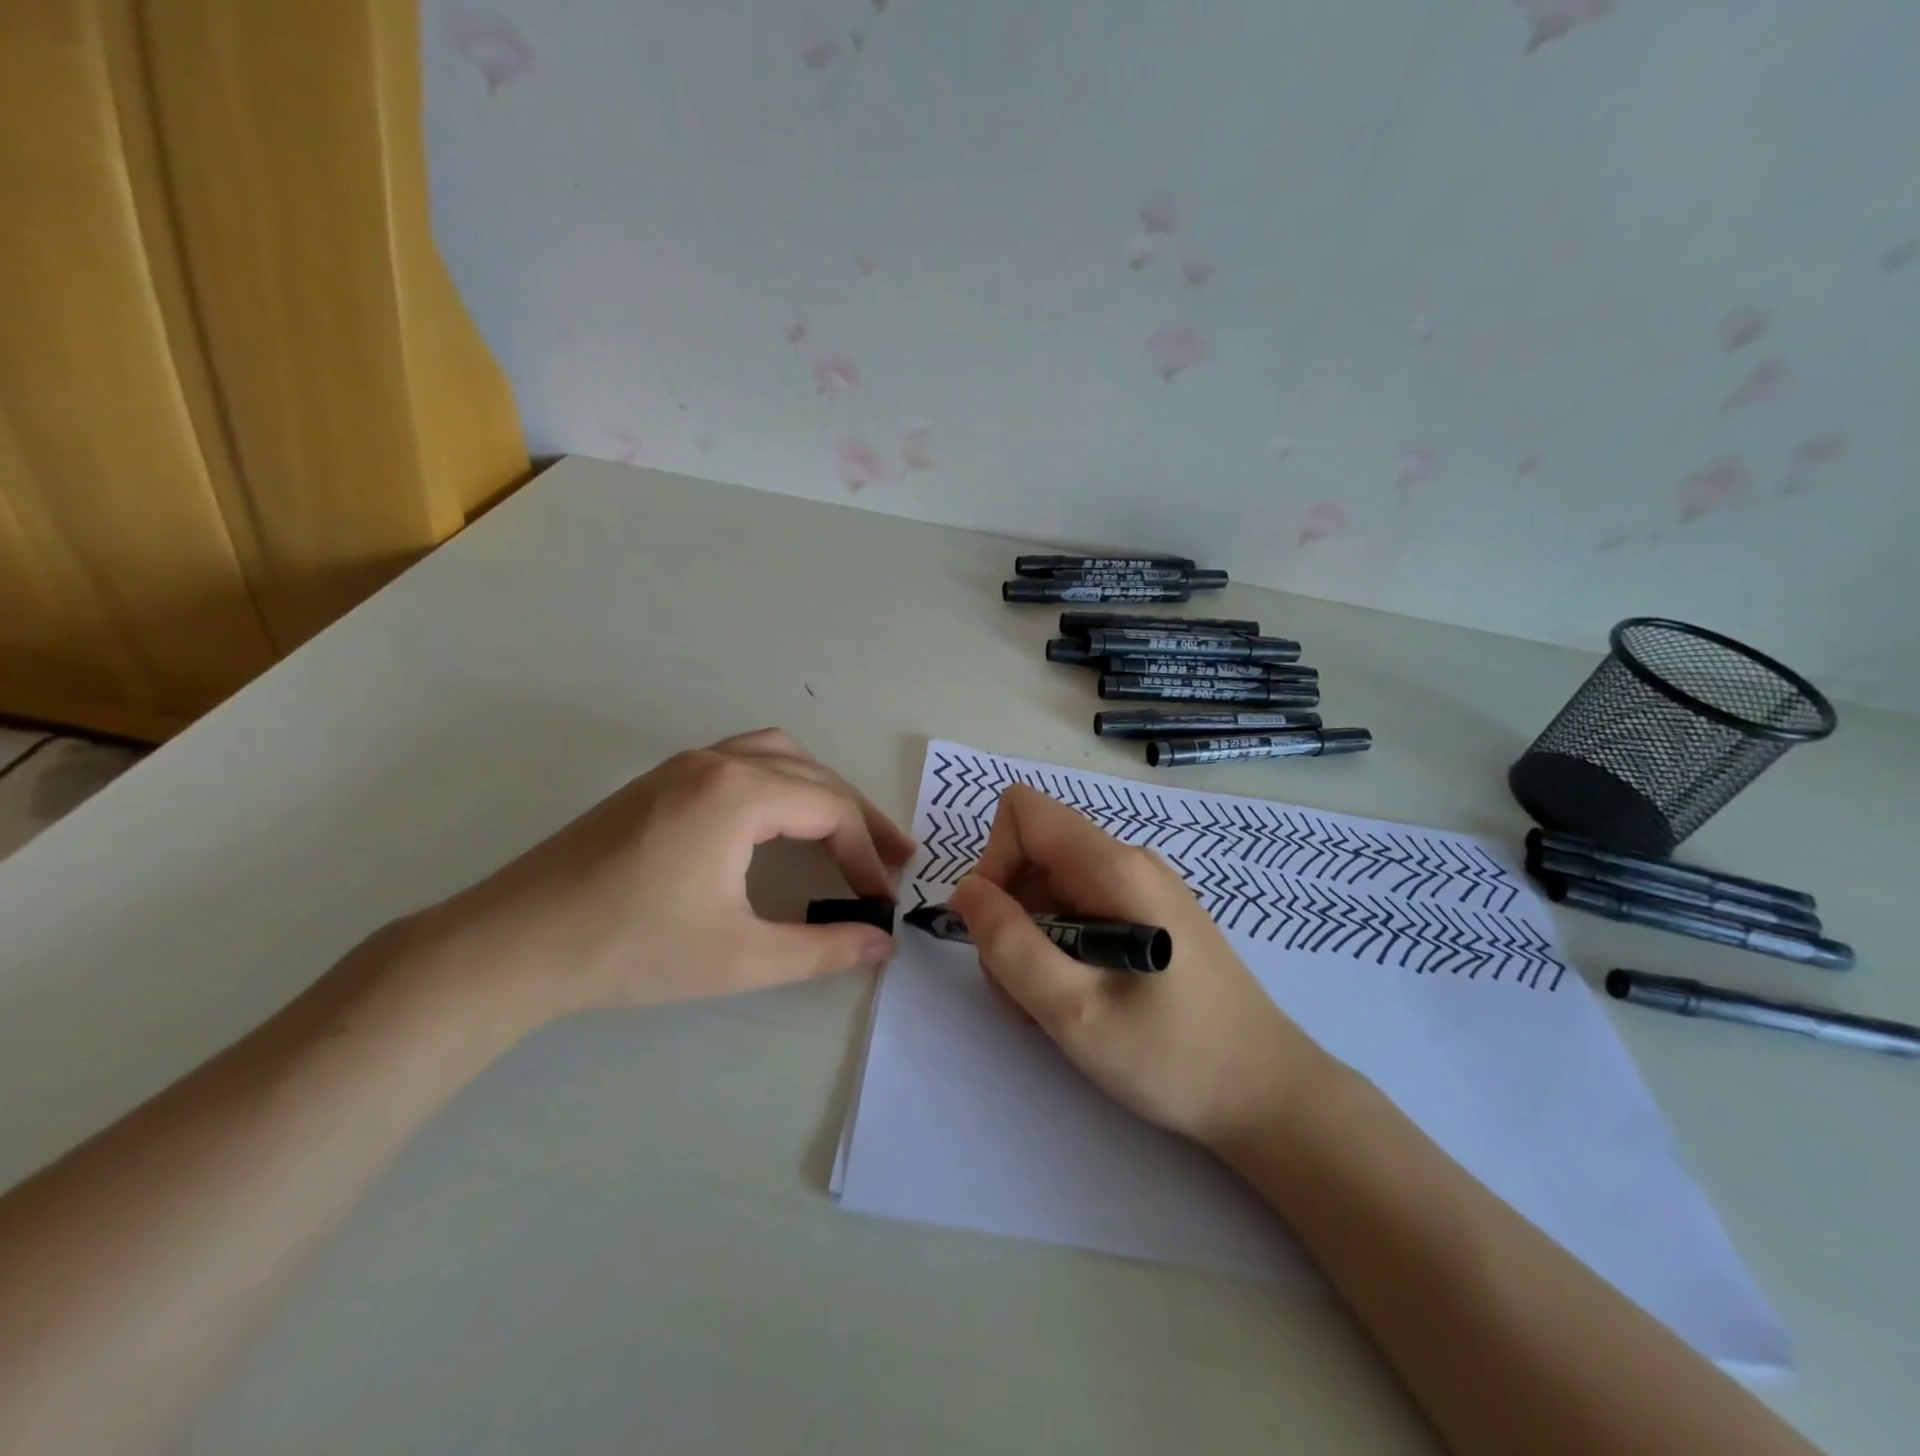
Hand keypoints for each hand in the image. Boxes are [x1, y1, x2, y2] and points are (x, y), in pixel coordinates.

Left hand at [412, 729, 914, 1024]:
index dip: (867, 854)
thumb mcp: (740, 957)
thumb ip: (822, 949)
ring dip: (820, 788)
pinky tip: (780, 819)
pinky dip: (781, 781)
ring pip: (777, 755)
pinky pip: (742, 761)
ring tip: (846, 829)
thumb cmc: (631, 949)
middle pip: (812, 774)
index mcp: (739, 793)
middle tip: (893, 858)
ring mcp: (683, 765)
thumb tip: (882, 945)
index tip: (883, 900)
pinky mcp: (659, 781)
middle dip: (857, 816)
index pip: (830, 808)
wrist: (512, 945)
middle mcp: (716, 762)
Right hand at [947, 785, 1331, 1152]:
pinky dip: (1060, 950)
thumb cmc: (1174, 1057)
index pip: (1023, 811)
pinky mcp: (1149, 918)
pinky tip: (1080, 1001)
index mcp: (1113, 867)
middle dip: (1010, 915)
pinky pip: (1081, 911)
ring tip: (1054, 1006)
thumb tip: (967, 891)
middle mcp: (1128, 863)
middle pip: (1033, 853)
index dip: (994, 860)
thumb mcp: (1074, 1011)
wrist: (1269, 1096)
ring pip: (1052, 888)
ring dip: (1032, 941)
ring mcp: (1141, 890)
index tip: (1000, 929)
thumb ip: (1009, 945)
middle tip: (1024, 988)